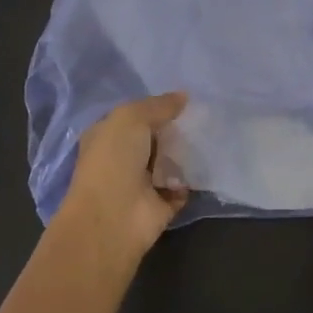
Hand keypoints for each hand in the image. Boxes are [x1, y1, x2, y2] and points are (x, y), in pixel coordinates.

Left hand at [56, 93, 190, 262]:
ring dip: (184, 155)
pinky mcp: (160, 205)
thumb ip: (157, 106)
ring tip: (206, 139)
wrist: (113, 217)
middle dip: (174, 130)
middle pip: (153, 139)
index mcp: (106, 136)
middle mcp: (121, 159)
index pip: (132, 117)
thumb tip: (184, 96)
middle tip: (202, 117)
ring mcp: (140, 184)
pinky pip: (181, 189)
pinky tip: (202, 168)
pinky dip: (190, 182)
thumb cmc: (113, 160)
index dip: (154, 107)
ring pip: (168, 163)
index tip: (183, 99)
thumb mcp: (131, 118)